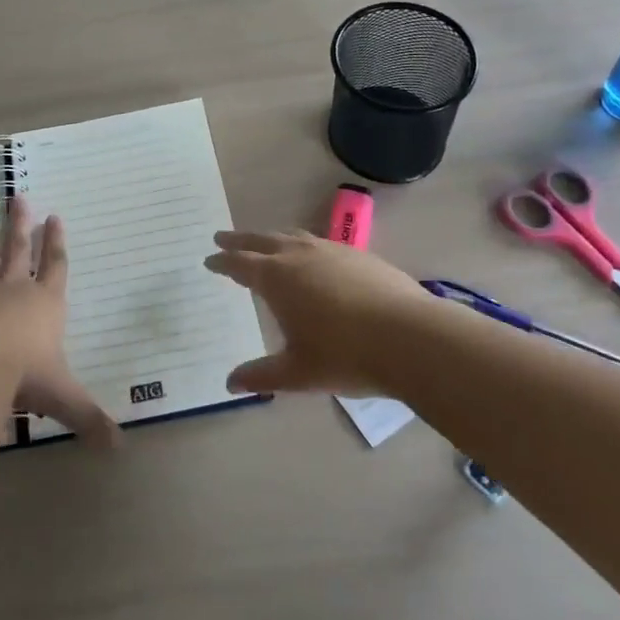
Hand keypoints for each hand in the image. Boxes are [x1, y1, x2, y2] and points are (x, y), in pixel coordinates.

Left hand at [0, 196, 121, 446]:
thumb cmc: (26, 372)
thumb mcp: (64, 397)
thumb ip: (89, 419)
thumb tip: (119, 448)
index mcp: (45, 304)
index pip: (56, 267)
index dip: (56, 243)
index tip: (55, 217)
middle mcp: (15, 291)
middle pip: (19, 251)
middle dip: (20, 226)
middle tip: (18, 198)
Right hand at [205, 229, 433, 395]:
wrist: (409, 336)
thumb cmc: (345, 355)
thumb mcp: (298, 373)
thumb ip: (262, 375)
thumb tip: (229, 383)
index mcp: (277, 278)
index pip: (240, 263)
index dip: (222, 261)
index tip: (209, 259)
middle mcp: (299, 255)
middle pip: (262, 240)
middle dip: (240, 240)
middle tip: (222, 238)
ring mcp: (331, 250)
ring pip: (292, 236)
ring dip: (272, 238)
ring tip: (265, 243)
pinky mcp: (358, 254)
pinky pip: (319, 242)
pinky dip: (303, 244)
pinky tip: (312, 258)